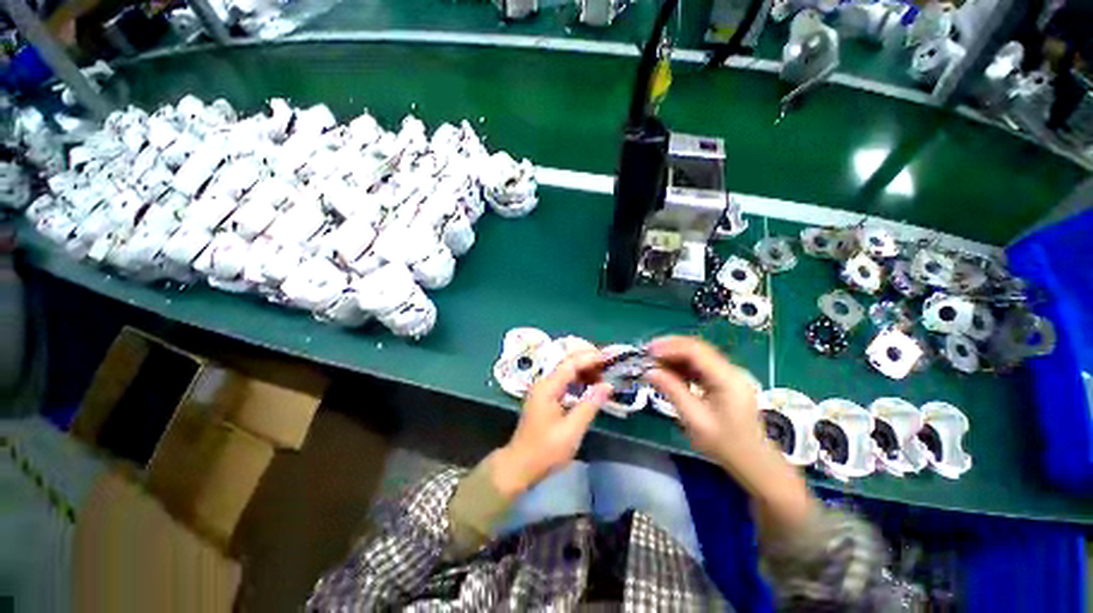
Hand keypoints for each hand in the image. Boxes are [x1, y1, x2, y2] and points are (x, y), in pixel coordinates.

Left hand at [491, 352, 612, 499]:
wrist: (519, 465)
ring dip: (585, 369)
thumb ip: (590, 405)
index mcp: (548, 387)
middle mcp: (544, 382)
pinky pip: (564, 381)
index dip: (591, 357)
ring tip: (605, 373)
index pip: (571, 363)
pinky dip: (579, 380)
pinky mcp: (546, 397)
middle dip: (589, 360)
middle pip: (568, 362)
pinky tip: (591, 385)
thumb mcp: (571, 430)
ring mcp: (543, 389)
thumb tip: (608, 385)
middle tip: (611, 364)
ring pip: (567, 371)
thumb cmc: (545, 450)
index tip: (611, 357)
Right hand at [643, 337, 814, 536]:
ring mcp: (728, 373)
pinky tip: (667, 371)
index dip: (669, 347)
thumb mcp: (695, 420)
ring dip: (673, 355)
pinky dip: (681, 365)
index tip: (648, 351)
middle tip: (646, 354)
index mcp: (727, 378)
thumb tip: (649, 371)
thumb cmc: (725, 444)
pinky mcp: (723, 380)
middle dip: (669, 347)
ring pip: (696, 354)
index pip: (695, 350)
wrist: (753, 461)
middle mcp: (730, 370)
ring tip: (652, 362)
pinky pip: (699, 365)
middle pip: (696, 347)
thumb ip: (672, 391)